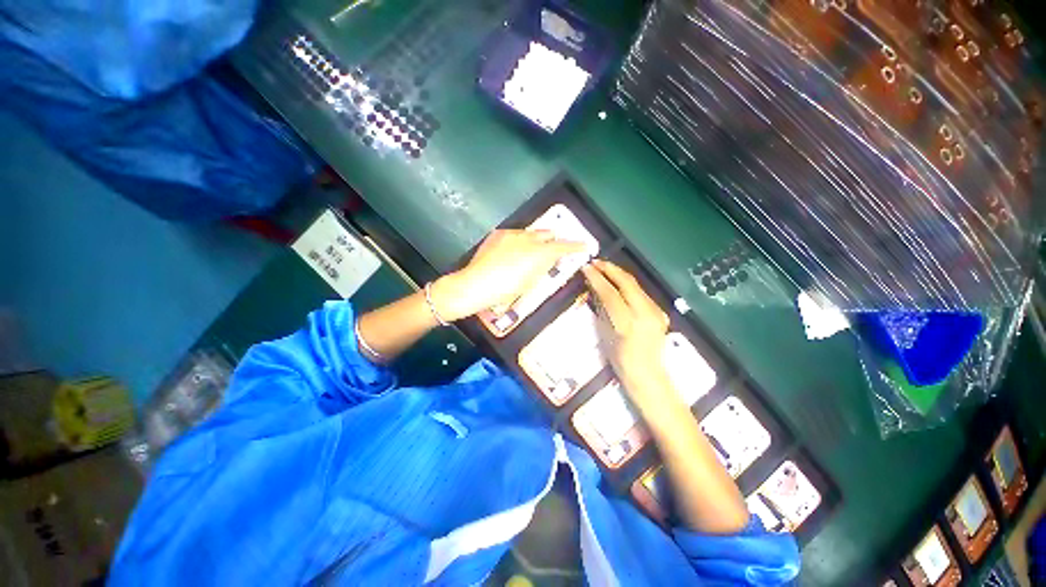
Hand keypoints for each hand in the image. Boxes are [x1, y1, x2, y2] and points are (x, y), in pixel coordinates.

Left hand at [432, 229, 586, 321]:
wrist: (475, 284)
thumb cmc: (506, 290)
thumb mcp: (530, 283)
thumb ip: (542, 268)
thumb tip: (547, 261)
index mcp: (540, 253)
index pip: (564, 246)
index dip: (577, 246)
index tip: (585, 246)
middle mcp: (529, 238)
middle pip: (548, 234)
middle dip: (553, 241)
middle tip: (552, 252)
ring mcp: (512, 234)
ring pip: (531, 233)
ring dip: (535, 241)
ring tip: (528, 254)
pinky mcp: (499, 234)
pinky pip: (515, 235)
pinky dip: (519, 242)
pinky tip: (510, 254)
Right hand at [582, 260, 677, 409]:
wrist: (647, 374)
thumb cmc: (620, 359)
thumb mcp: (605, 333)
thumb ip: (601, 308)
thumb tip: (595, 288)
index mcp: (627, 323)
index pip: (610, 293)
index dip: (597, 278)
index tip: (586, 267)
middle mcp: (645, 314)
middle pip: (627, 283)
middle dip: (610, 269)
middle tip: (595, 262)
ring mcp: (655, 312)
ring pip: (635, 285)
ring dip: (618, 274)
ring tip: (604, 268)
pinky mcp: (660, 312)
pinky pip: (641, 292)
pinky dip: (627, 285)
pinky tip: (618, 282)